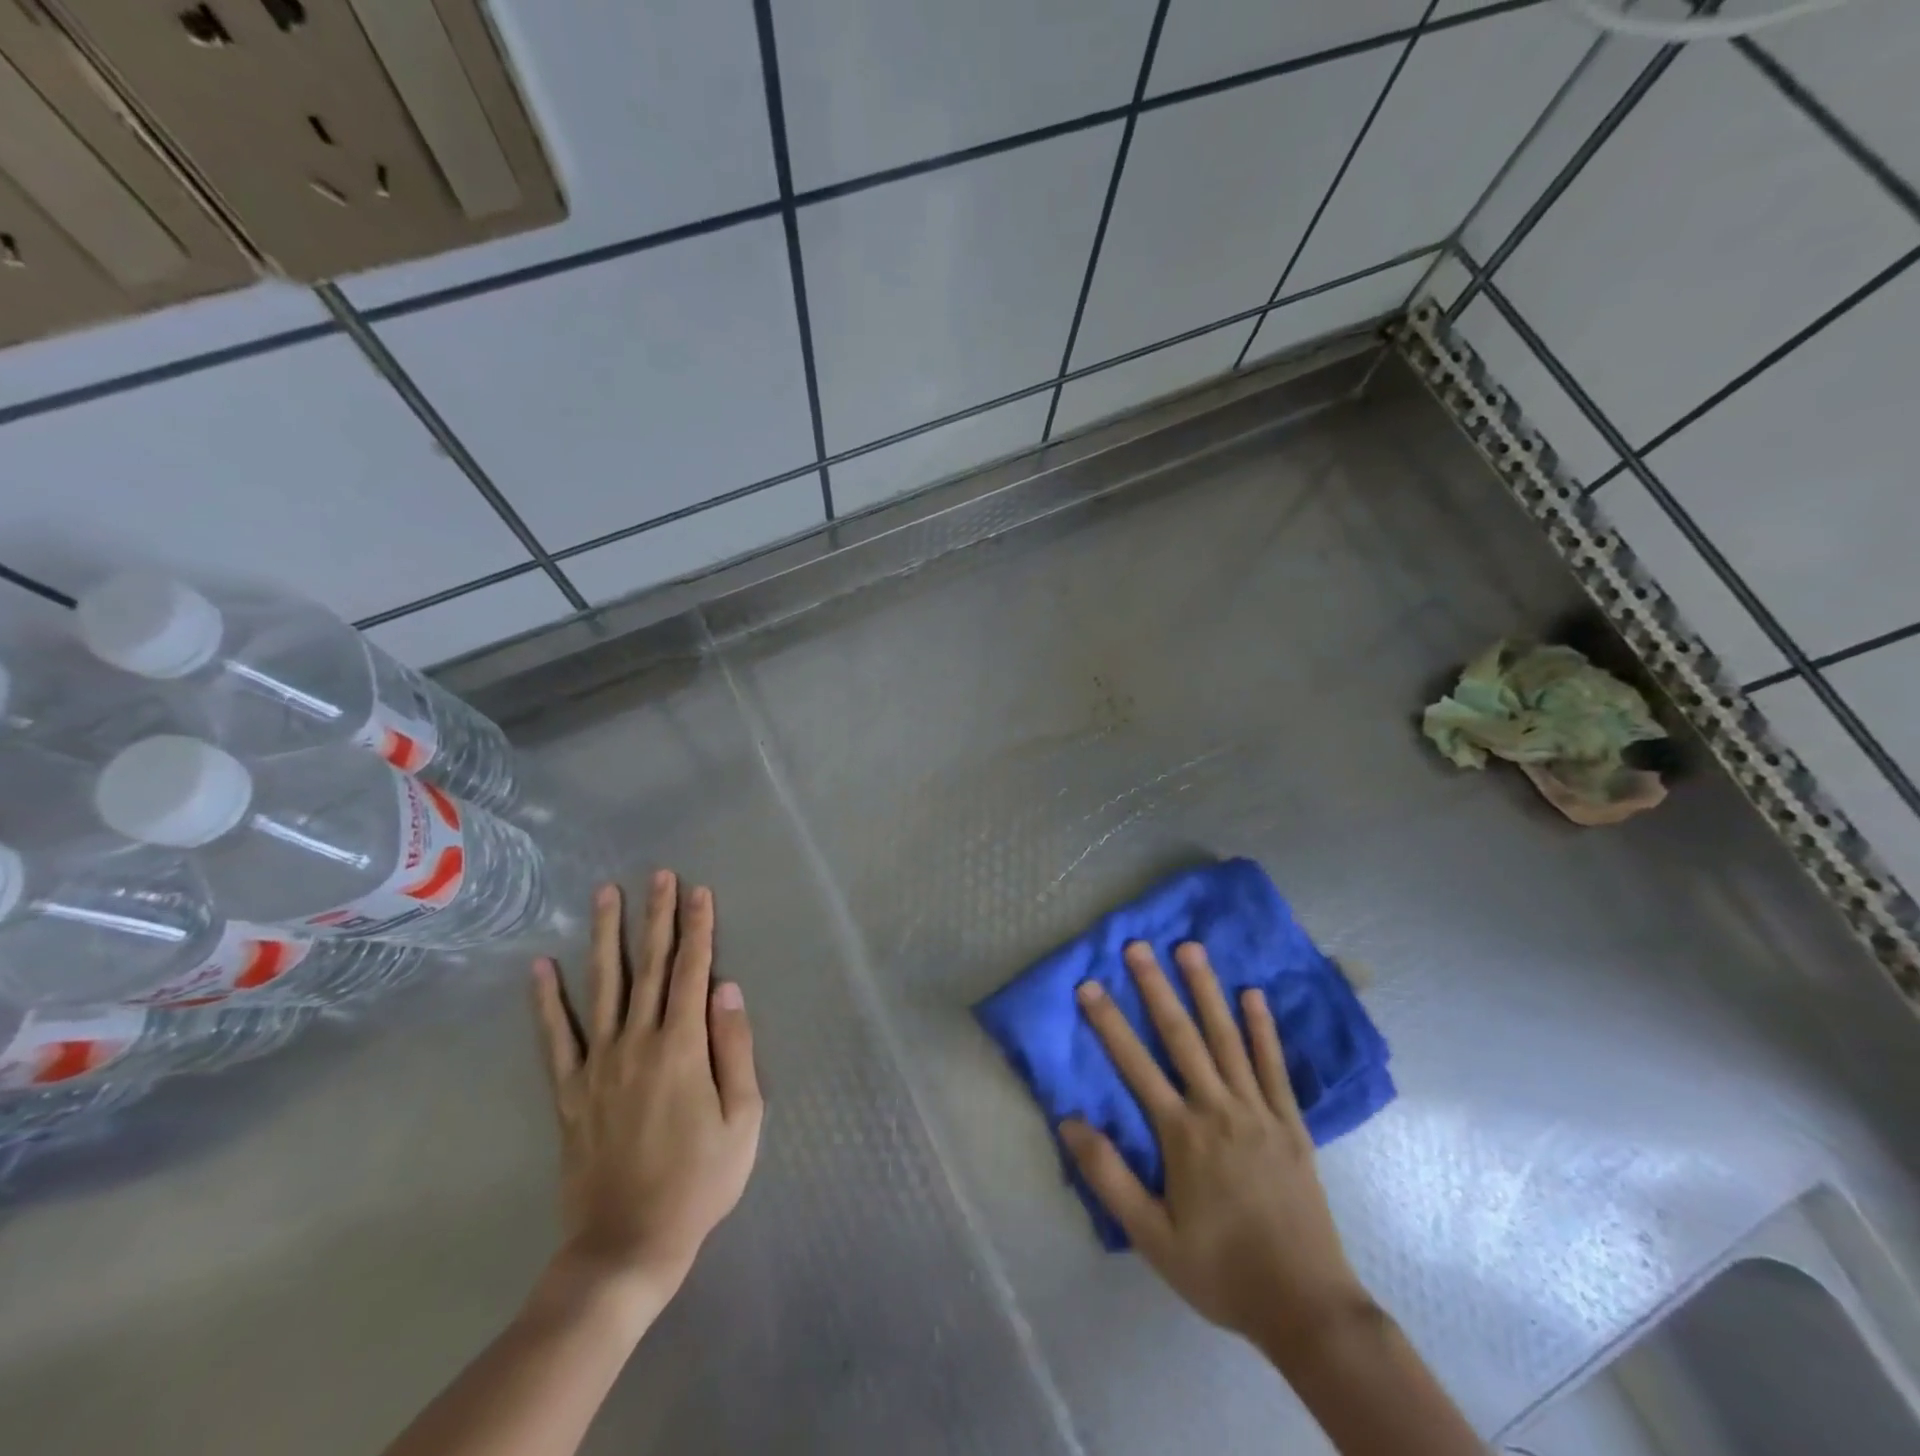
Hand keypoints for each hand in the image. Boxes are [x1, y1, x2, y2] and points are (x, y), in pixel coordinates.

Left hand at [532, 871, 762, 1306]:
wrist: (628, 1244)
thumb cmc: (700, 1181)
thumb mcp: (742, 1118)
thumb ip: (735, 1047)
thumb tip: (727, 987)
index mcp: (683, 1047)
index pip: (693, 971)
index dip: (698, 928)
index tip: (699, 891)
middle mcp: (638, 1042)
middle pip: (650, 965)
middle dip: (657, 916)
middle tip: (658, 874)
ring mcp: (598, 1063)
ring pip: (604, 986)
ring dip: (606, 937)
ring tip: (605, 895)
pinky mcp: (569, 1090)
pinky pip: (555, 1037)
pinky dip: (546, 1000)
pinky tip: (540, 967)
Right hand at [1059, 942, 1375, 1365]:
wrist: (1307, 1308)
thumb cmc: (1221, 1271)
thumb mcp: (1152, 1238)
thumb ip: (1109, 1177)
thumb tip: (1069, 1121)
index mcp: (1183, 1135)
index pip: (1136, 1065)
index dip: (1109, 1022)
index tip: (1088, 984)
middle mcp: (1218, 1109)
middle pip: (1182, 1036)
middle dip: (1156, 987)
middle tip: (1138, 945)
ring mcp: (1259, 1111)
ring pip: (1227, 1038)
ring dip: (1206, 990)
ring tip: (1191, 948)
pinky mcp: (1291, 1123)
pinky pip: (1274, 1066)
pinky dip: (1263, 1028)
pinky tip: (1253, 995)